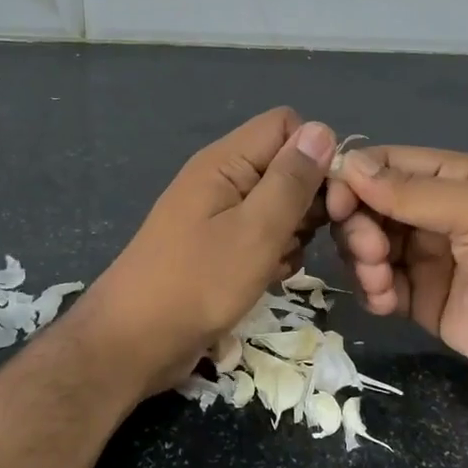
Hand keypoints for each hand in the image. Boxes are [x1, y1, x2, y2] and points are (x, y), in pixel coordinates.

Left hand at [82, 109, 335, 400]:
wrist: (135, 341)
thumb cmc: (197, 283)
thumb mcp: (256, 230)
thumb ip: (291, 181)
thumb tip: (322, 129)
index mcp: (226, 161)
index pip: (287, 126)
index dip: (316, 155)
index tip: (332, 200)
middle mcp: (223, 179)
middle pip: (286, 167)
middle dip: (310, 202)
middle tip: (312, 240)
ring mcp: (218, 214)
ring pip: (279, 206)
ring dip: (293, 234)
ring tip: (280, 264)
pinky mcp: (218, 246)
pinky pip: (262, 236)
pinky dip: (273, 254)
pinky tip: (269, 278)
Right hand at [326, 146, 467, 407]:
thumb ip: (411, 192)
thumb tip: (347, 165)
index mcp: (450, 178)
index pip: (382, 166)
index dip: (351, 181)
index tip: (334, 205)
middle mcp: (432, 212)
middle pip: (367, 207)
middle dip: (357, 227)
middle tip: (372, 252)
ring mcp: (425, 257)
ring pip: (366, 246)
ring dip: (362, 261)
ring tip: (383, 282)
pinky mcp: (421, 298)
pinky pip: (378, 286)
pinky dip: (373, 291)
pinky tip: (386, 303)